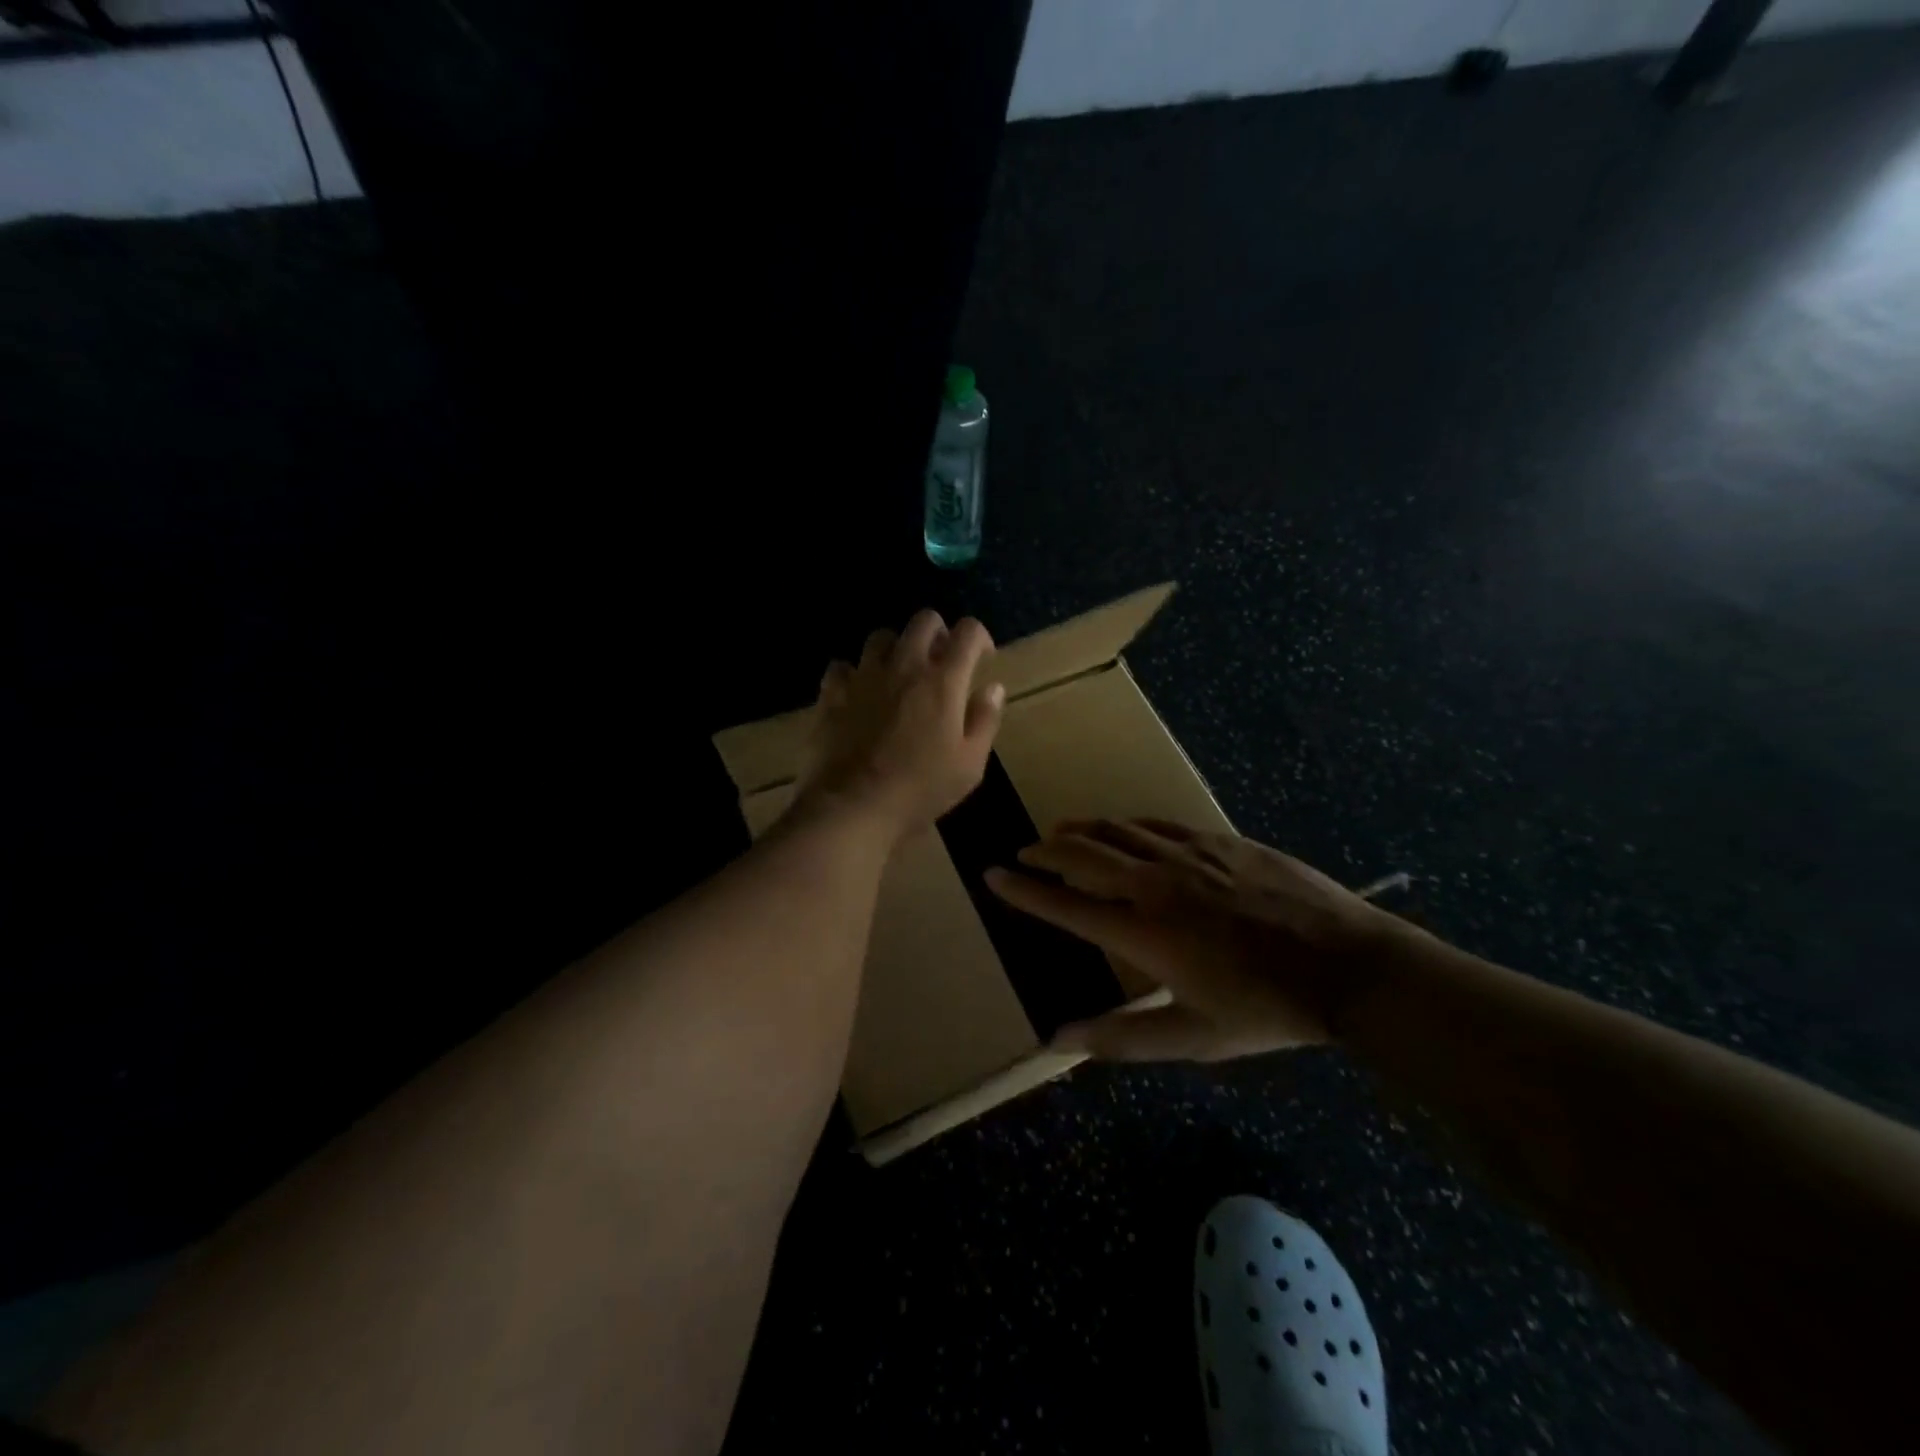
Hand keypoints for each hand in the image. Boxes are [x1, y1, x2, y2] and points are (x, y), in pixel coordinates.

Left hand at [791, 610, 1005, 845]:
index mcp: (943, 681)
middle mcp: (904, 666)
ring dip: (896, 648)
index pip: (968, 632)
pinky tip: (859, 695)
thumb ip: (985, 720)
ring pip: (881, 637)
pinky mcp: (832, 694)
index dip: (979, 638)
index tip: (982, 659)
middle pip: (924, 621)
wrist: (853, 807)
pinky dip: (854, 674)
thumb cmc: (920, 789)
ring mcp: (864, 676)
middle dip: (939, 633)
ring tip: (899, 674)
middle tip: (941, 661)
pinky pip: (842, 667)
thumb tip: (993, 687)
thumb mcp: (969, 764)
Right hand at [986, 819, 1415, 1060]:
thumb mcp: (1191, 1038)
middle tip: (1024, 853)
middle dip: (1046, 853)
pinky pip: (1157, 824)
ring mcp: (1188, 855)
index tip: (993, 875)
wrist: (1344, 965)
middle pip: (1084, 856)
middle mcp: (1155, 884)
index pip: (1065, 905)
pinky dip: (1127, 825)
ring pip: (1117, 832)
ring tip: (1060, 834)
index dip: (1024, 890)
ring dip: (1081, 832)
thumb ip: (1120, 1038)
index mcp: (1144, 932)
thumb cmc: (1265, 1010)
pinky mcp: (1218, 841)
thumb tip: (1056, 1040)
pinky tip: (1122, 828)